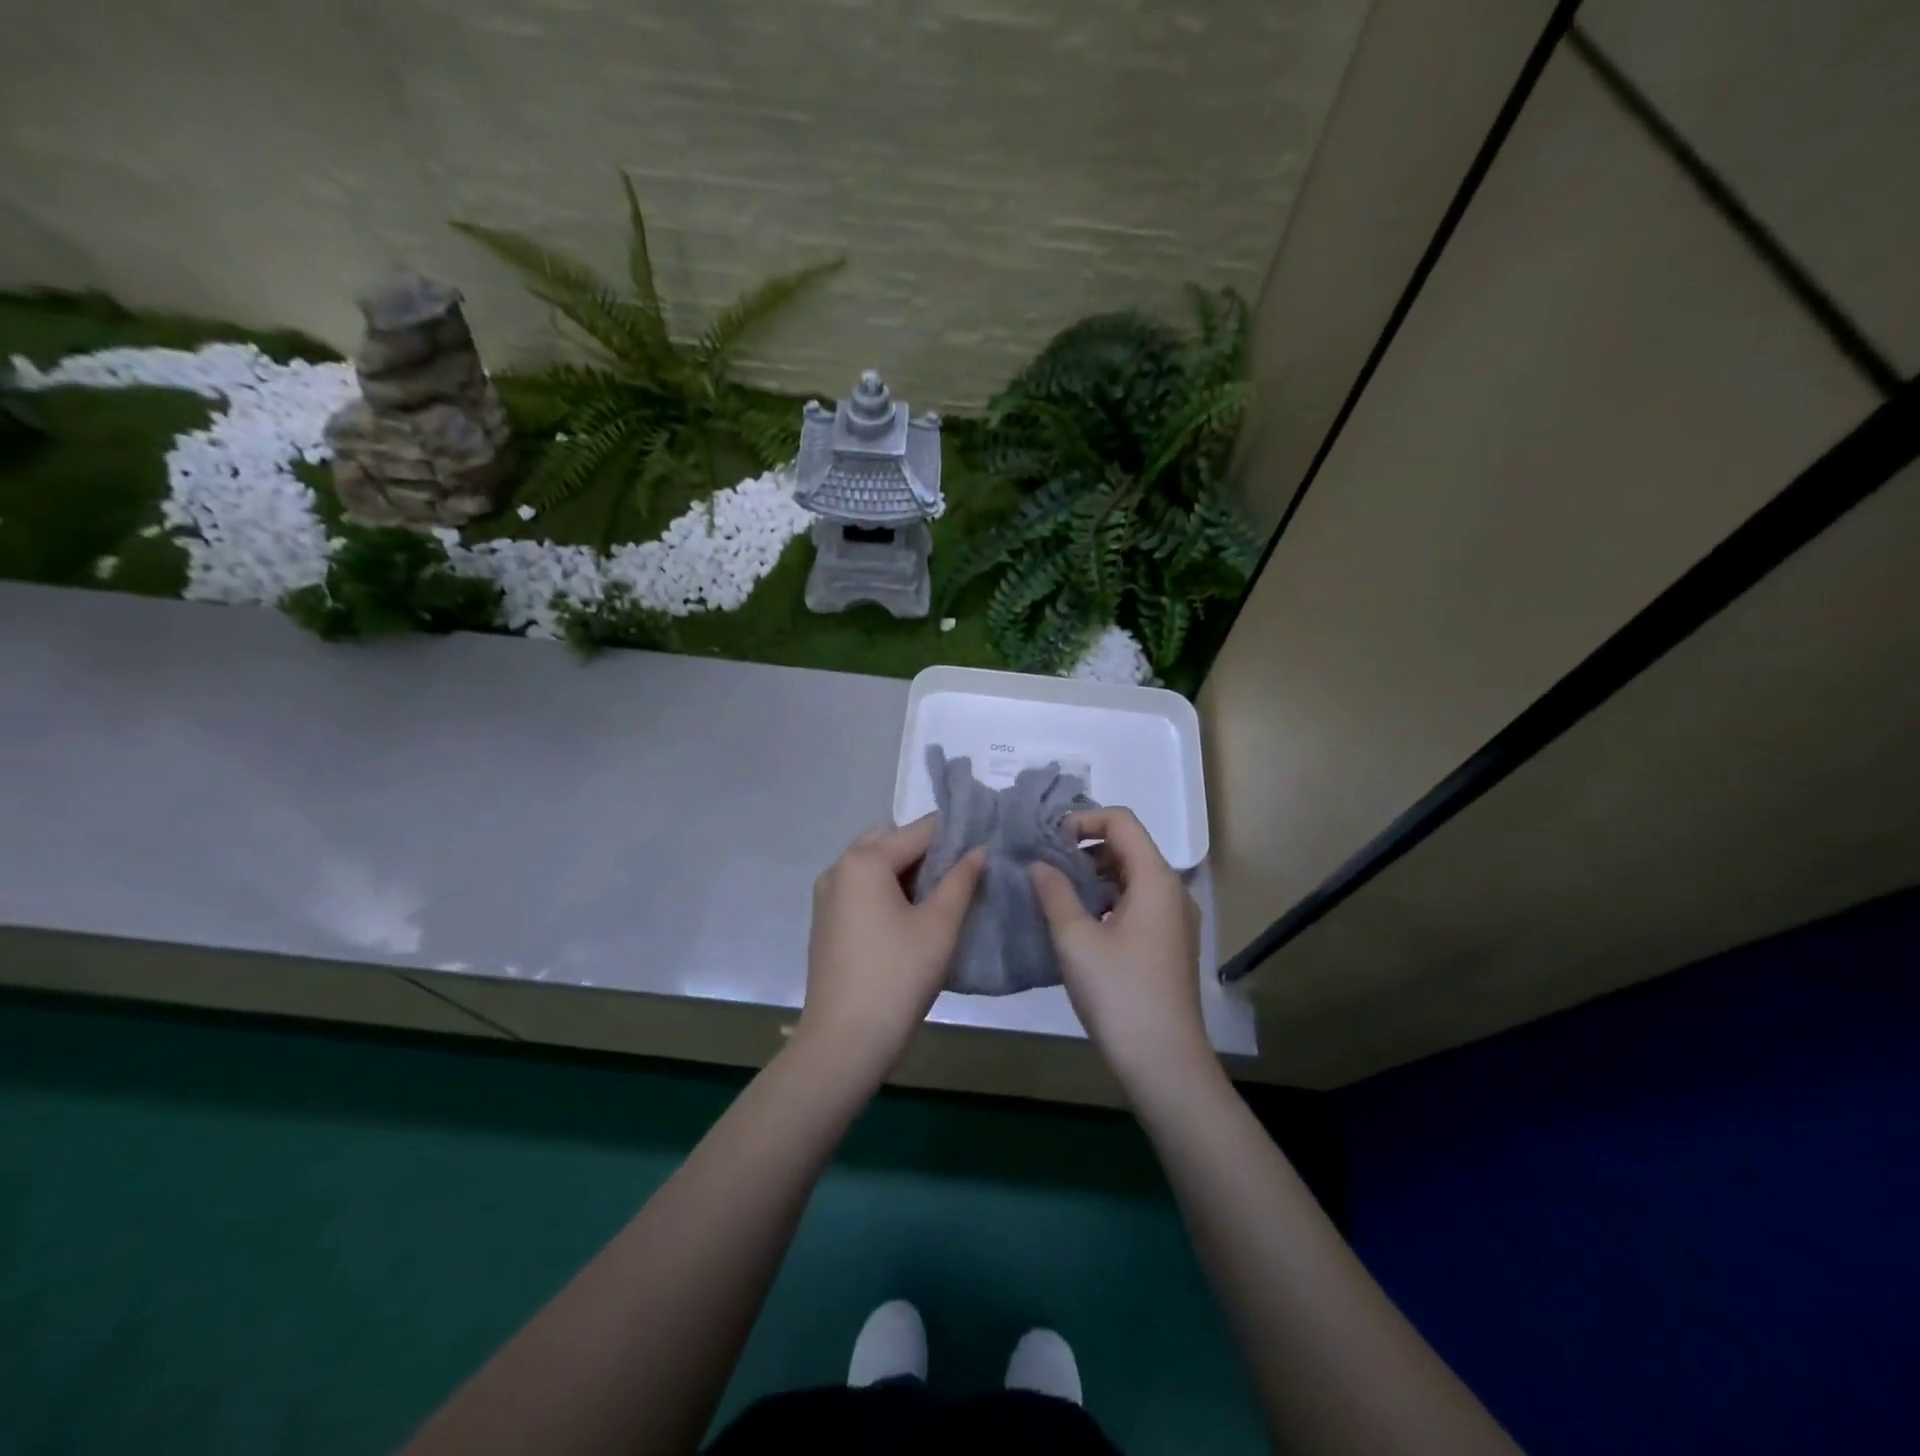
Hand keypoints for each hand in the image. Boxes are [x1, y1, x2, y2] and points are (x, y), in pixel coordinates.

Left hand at [797, 818, 985, 1081]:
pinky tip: (913, 918)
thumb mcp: (939, 926)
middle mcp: (839, 868)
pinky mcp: (826, 921)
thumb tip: (979, 850)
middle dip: (928, 852)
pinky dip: (887, 890)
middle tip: (963, 874)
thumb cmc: (897, 977)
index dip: (956, 835)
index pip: (919, 831)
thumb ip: (961, 880)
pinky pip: (861, 888)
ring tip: (944, 897)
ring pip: (875, 865)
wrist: (844, 1042)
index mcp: (865, 861)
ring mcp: (827, 895)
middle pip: (892, 842)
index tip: (987, 845)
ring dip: (907, 872)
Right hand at [1031, 808, 1209, 1090]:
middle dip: (1085, 848)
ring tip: (1056, 894)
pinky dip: (1107, 899)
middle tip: (1045, 866)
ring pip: (1132, 876)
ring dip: (1094, 876)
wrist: (1164, 1062)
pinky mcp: (1170, 943)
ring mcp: (1175, 919)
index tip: (1047, 840)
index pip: (1121, 821)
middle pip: (1128, 846)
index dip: (1082, 820)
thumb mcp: (1075, 939)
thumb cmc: (1119, 994)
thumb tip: (1039, 864)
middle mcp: (1172, 890)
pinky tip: (1079, 924)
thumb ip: (1054, 892)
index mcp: (1156, 879)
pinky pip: (1138, 902)